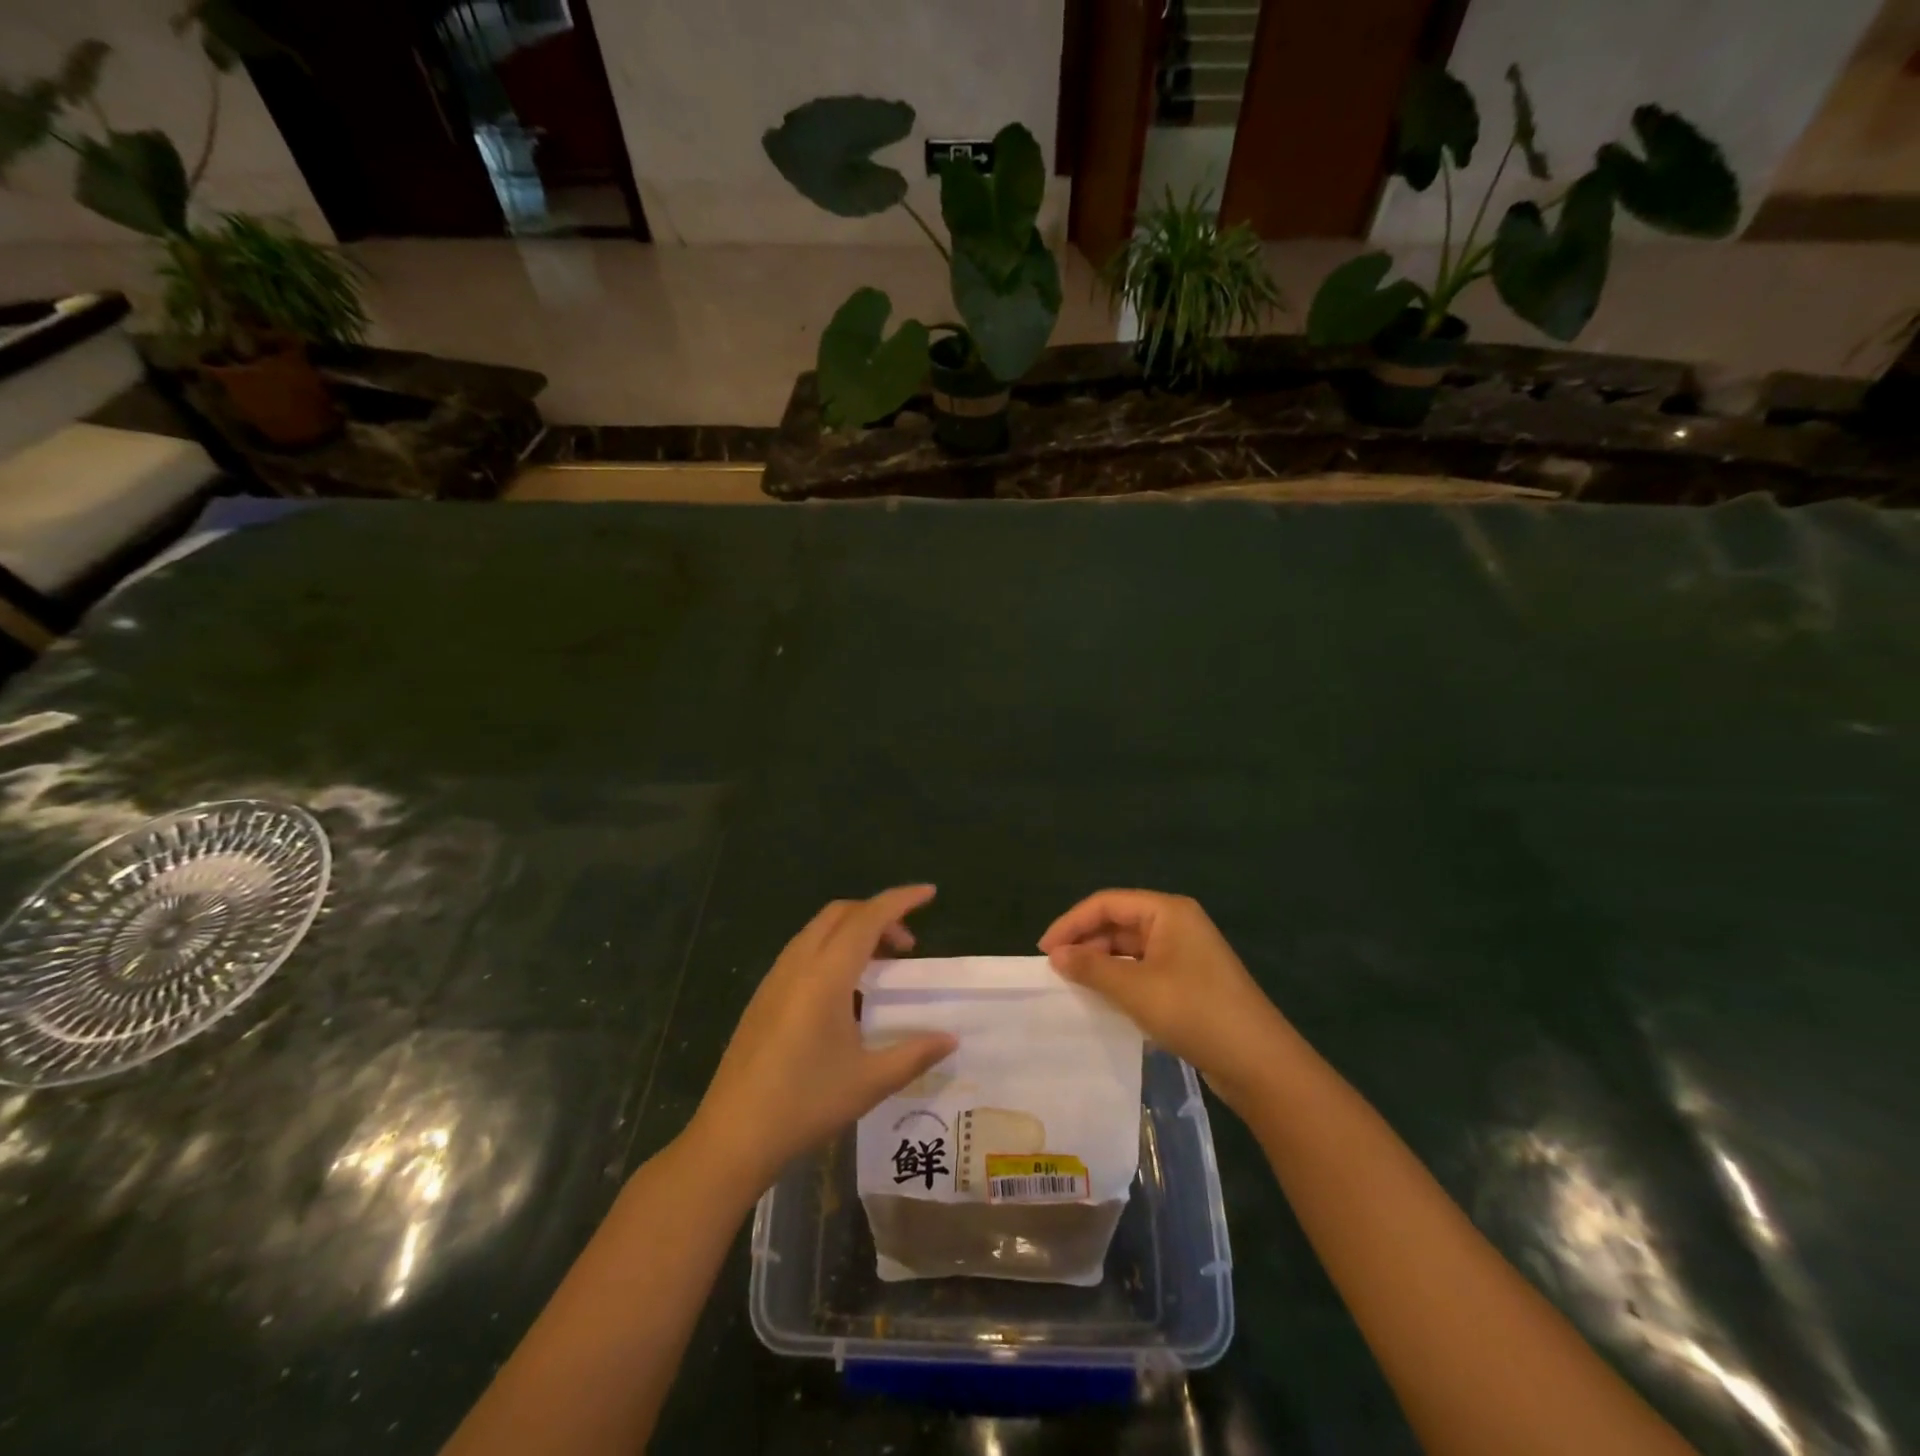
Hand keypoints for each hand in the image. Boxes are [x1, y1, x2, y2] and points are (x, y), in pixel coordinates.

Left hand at [687, 886, 956, 1194]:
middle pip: (841, 913)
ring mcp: (776, 978)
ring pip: (819, 929)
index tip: (930, 893)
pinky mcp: (763, 996)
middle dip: (878, 915)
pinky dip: (832, 948)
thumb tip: (951, 1039)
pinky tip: (845, 992)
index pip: (868, 918)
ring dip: (853, 931)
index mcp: (826, 974)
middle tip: (907, 947)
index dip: (901, 900)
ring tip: (880, 966)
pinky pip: (803, 951)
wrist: (732, 1136)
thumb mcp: (869, 1082)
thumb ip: (914, 1054)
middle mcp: (798, 964)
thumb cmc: (805, 1104)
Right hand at [1039, 890, 1290, 1109]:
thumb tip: (1055, 955)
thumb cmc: (1194, 1011)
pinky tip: (1103, 998)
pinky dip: (1120, 979)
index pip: (1107, 903)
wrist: (1258, 1063)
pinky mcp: (1188, 981)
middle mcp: (1176, 924)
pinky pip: (1143, 969)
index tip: (1044, 950)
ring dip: (1101, 963)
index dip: (1071, 922)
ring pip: (1129, 948)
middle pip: (1118, 922)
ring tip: (1073, 985)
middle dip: (1085, 942)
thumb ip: (1091, 967)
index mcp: (1167, 911)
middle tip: (1055, 971)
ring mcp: (1184, 953)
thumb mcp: (1136, 988)